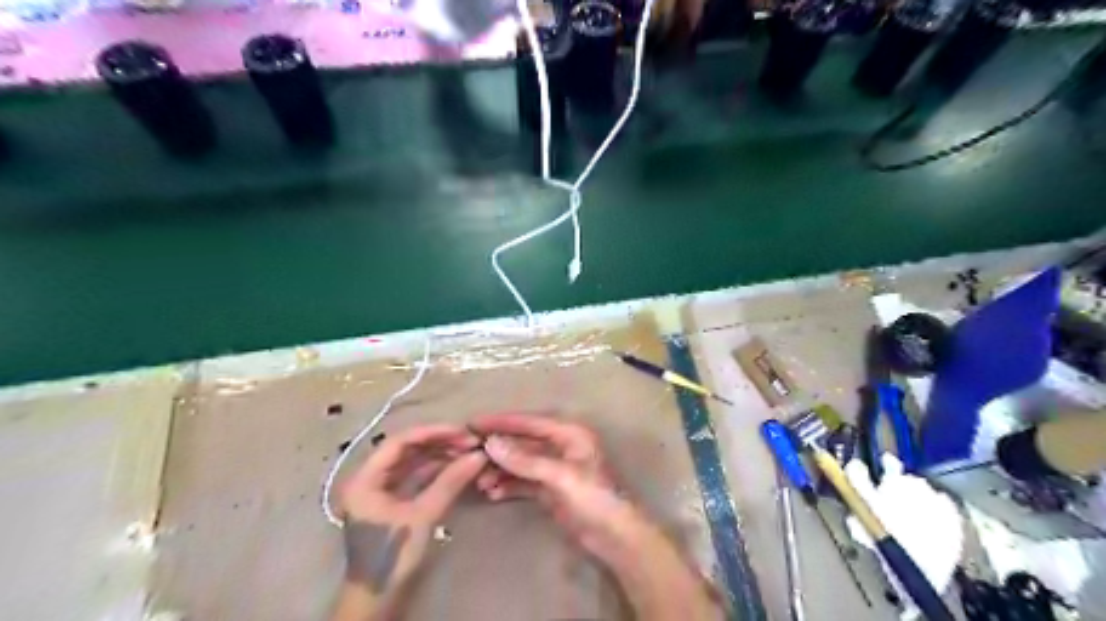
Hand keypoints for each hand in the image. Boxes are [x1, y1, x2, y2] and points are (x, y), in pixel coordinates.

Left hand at [334, 425, 483, 612]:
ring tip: (467, 452)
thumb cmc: (391, 555)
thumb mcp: (422, 516)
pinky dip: (435, 471)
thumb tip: (479, 455)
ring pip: (412, 463)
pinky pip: (414, 477)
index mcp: (365, 478)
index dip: (431, 432)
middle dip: (438, 443)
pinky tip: (456, 467)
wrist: (376, 597)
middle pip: (407, 450)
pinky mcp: (392, 501)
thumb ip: (449, 482)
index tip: (460, 431)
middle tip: (469, 442)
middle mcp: (369, 478)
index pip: (400, 442)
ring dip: (439, 456)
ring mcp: (380, 490)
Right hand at [467, 412, 640, 558]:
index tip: (473, 423)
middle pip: (523, 442)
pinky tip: (493, 494)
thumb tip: (491, 443)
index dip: (501, 422)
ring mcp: (555, 468)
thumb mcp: (561, 476)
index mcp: (569, 433)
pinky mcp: (551, 489)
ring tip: (481, 483)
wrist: (616, 537)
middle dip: (498, 450)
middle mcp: (561, 446)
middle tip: (469, 456)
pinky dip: (509, 486)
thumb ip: (526, 460)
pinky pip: (524, 482)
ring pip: (521, 463)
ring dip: (501, 470)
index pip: (529, 422)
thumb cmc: (594, 498)